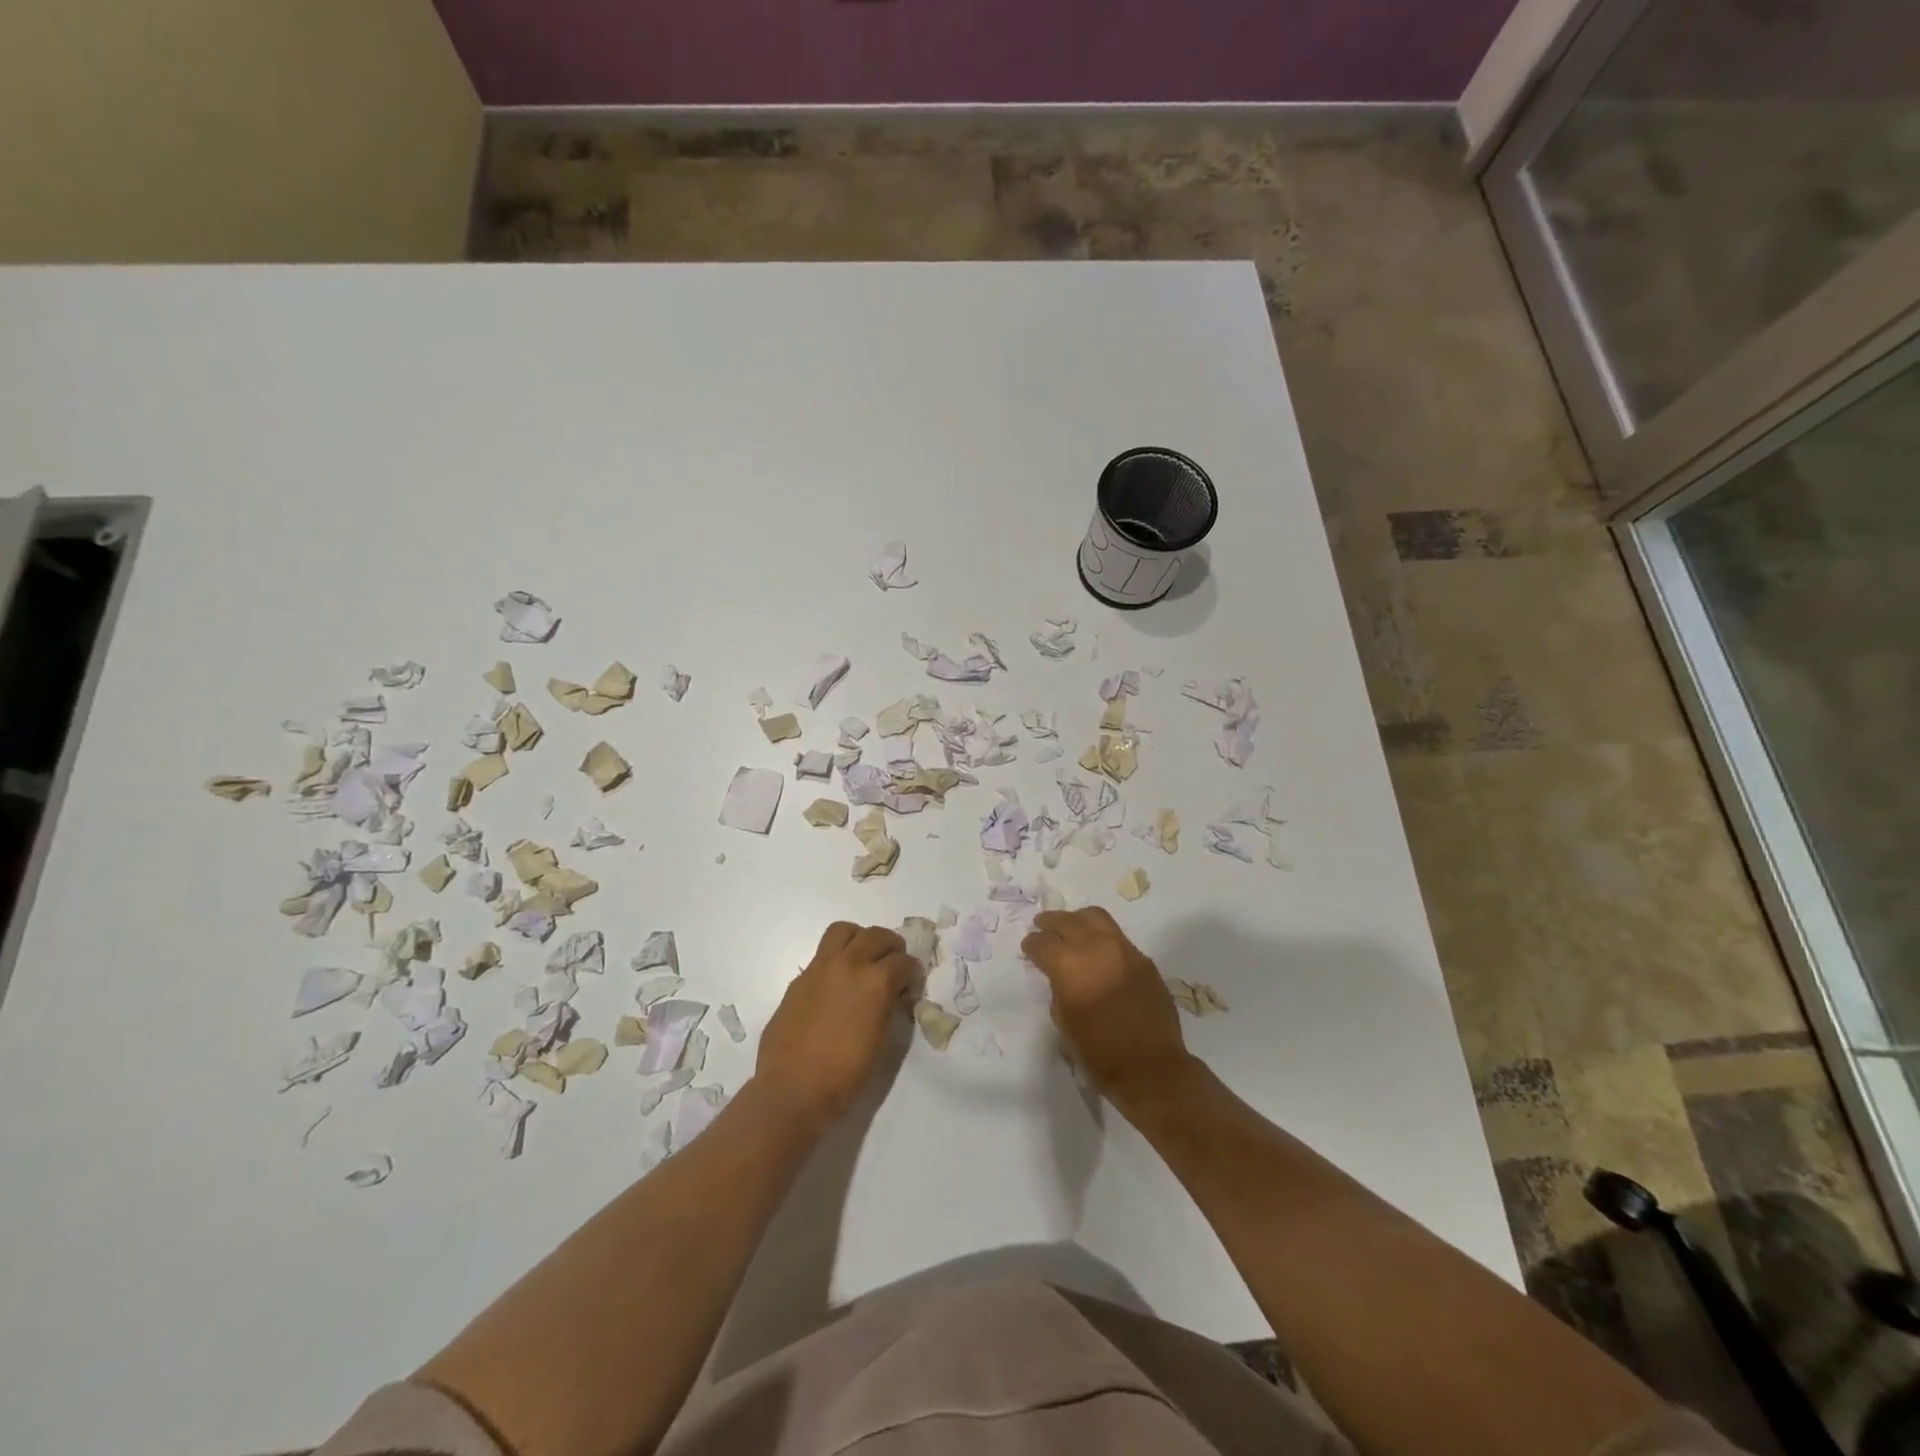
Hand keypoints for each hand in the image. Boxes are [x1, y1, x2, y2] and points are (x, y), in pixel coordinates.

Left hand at [756, 922, 915, 1128]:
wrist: (793, 1087)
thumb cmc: (845, 1074)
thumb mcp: (881, 1040)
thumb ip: (888, 1007)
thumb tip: (891, 995)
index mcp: (876, 982)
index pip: (904, 961)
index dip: (912, 973)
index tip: (911, 986)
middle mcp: (850, 964)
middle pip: (876, 935)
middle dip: (891, 947)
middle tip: (893, 964)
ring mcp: (820, 968)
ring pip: (844, 931)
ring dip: (859, 938)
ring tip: (863, 958)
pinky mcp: (800, 978)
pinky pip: (822, 954)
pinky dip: (836, 959)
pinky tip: (837, 984)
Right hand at [1021, 907, 1193, 1110]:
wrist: (1152, 1069)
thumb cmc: (1099, 1054)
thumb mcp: (1064, 1022)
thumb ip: (1058, 988)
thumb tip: (1060, 974)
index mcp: (1070, 967)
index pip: (1043, 943)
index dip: (1032, 944)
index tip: (1029, 947)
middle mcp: (1097, 948)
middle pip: (1067, 920)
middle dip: (1051, 923)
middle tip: (1042, 926)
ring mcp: (1124, 950)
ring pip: (1095, 917)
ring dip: (1077, 921)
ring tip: (1070, 929)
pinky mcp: (1144, 959)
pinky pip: (1117, 937)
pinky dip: (1101, 937)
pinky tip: (1098, 952)